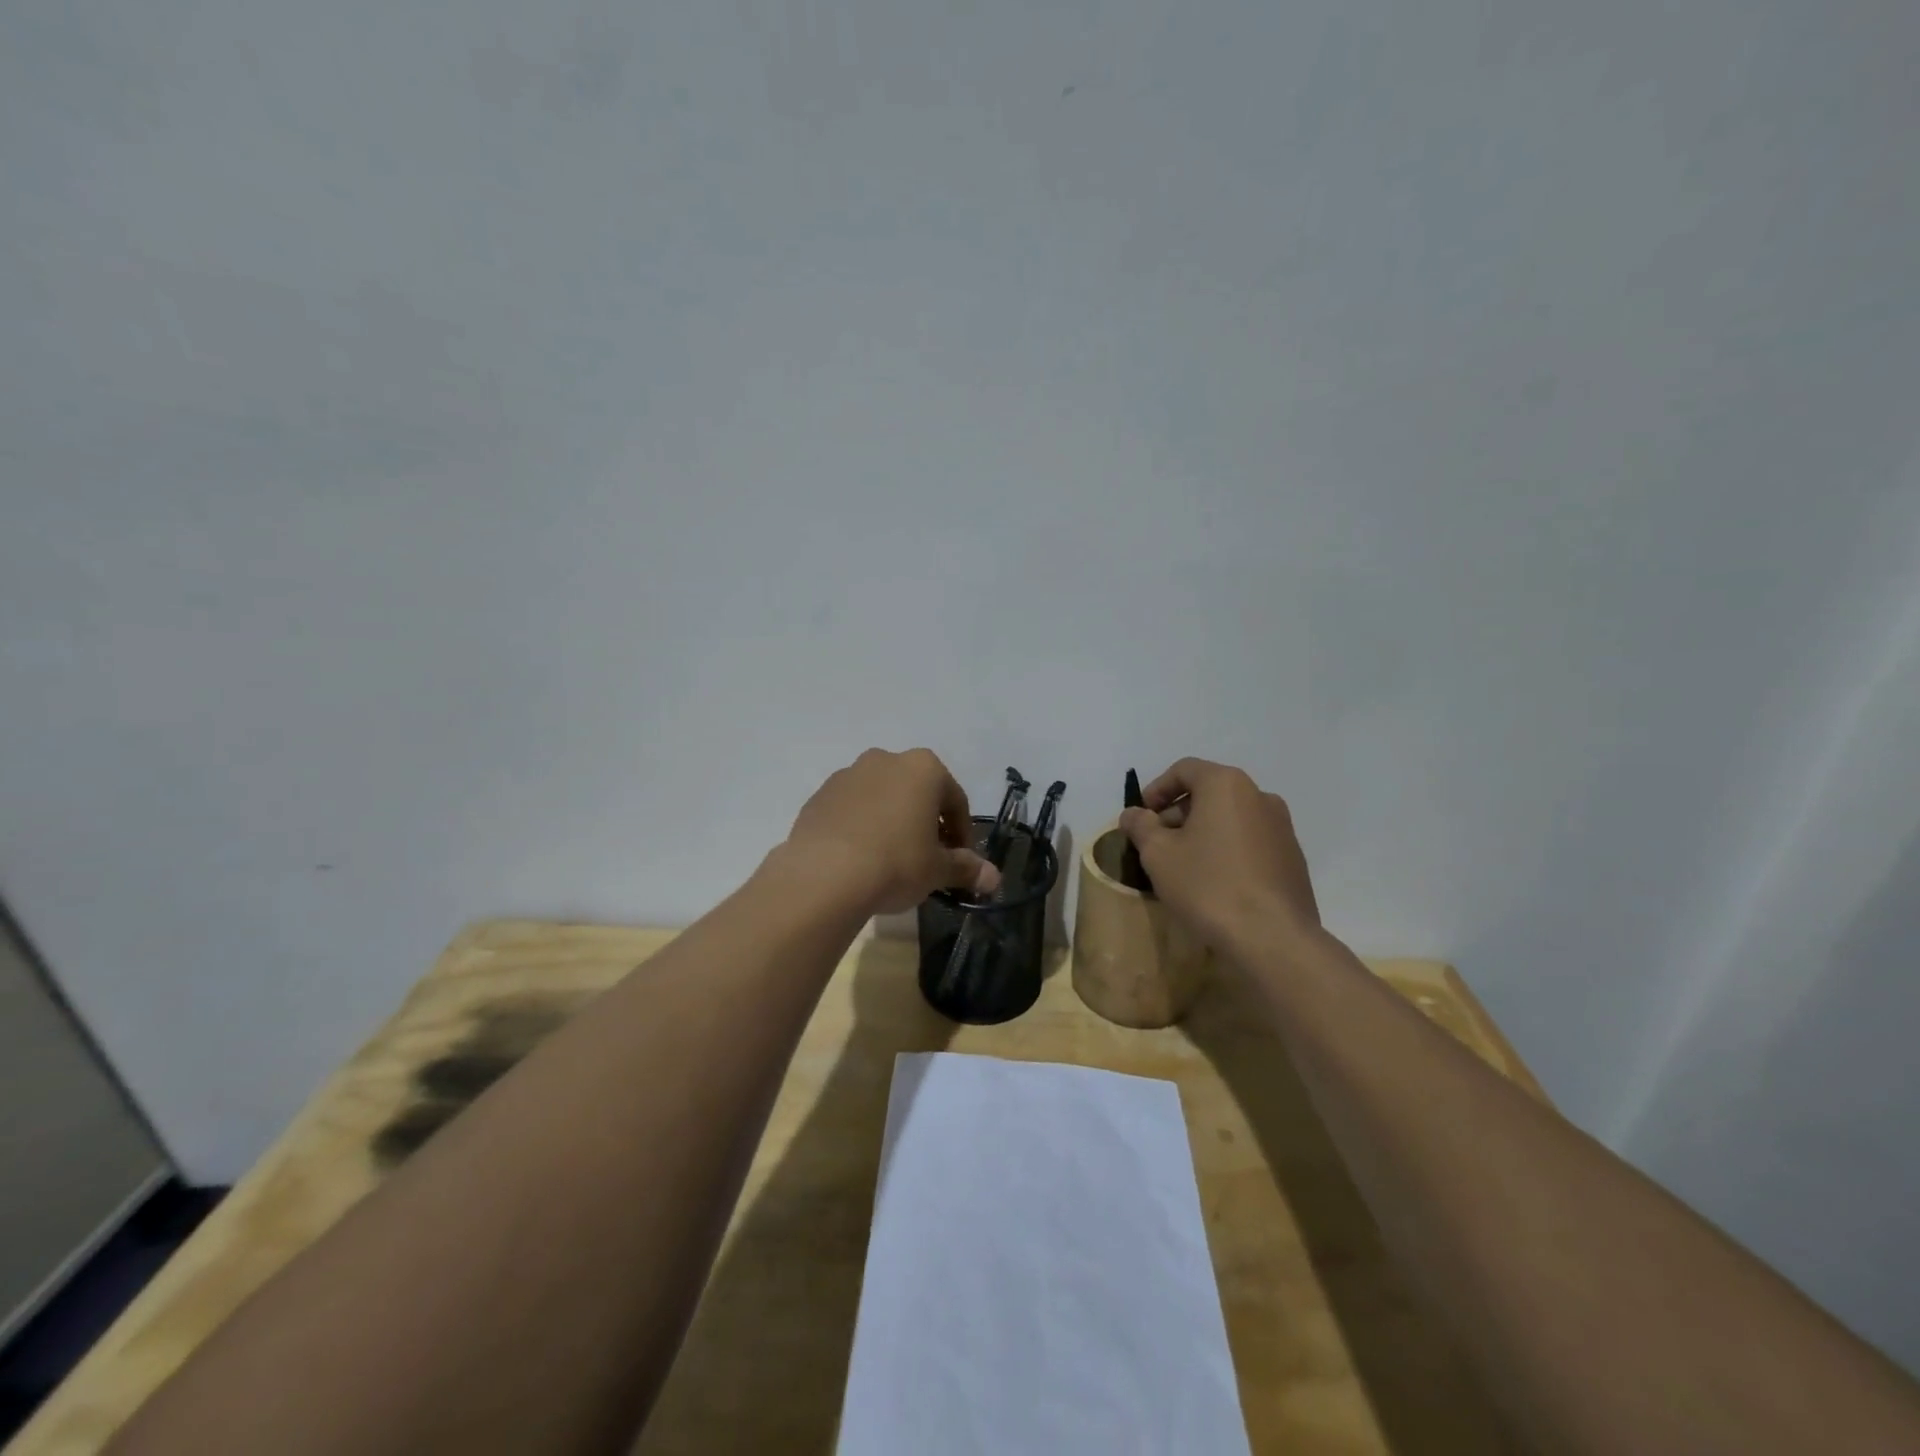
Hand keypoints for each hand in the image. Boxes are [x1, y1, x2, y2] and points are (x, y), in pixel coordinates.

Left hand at [781, 749, 999, 915]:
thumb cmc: (896, 863)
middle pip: (917, 792)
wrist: (824, 875)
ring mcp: (847, 775)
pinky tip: (860, 859)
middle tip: (928, 858)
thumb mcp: (937, 870)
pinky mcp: (819, 796)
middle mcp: (885, 760)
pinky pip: (851, 810)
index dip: (962, 833)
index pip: (955, 800)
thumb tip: (994, 879)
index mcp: (923, 768)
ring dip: (892, 821)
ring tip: (891, 860)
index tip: (960, 860)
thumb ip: (966, 868)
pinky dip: (861, 827)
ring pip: (882, 798)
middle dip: (926, 822)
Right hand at [1119, 758, 1319, 955]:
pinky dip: (1227, 849)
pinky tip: (1214, 882)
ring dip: (1203, 832)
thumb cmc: (1208, 885)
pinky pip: (1250, 841)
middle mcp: (1259, 796)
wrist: (1273, 938)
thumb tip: (1133, 814)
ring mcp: (1282, 827)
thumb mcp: (1158, 855)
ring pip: (1231, 818)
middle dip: (1178, 813)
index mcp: (1226, 785)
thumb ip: (1141, 827)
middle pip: (1209, 792)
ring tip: (1183, 865)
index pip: (1184, 769)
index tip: (1142, 817)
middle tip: (1157, 843)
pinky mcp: (1293, 858)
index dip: (1157, 789)